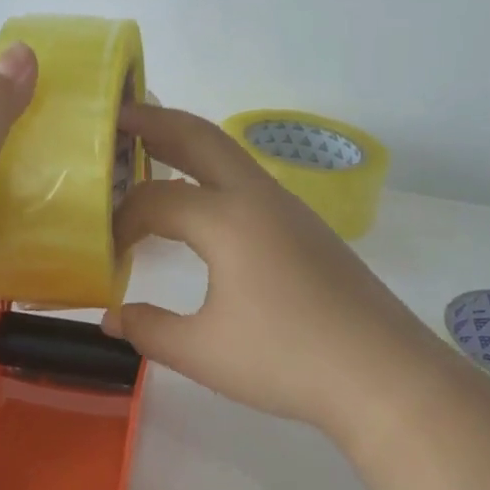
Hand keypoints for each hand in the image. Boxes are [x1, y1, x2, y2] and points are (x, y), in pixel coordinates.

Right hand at [106, 105, 454, 443]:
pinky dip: (214, 177)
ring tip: (154, 151)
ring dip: (189, 145)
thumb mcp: (203, 352)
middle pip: (200, 137)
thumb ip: (148, 329)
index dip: (121, 219)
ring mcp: (290, 210)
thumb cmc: (287, 359)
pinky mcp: (309, 229)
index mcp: (227, 220)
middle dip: (155, 121)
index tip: (104, 249)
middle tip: (119, 114)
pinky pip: (249, 184)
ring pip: (230, 157)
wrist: (384, 375)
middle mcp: (258, 198)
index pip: (155, 200)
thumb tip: (112, 318)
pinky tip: (205, 210)